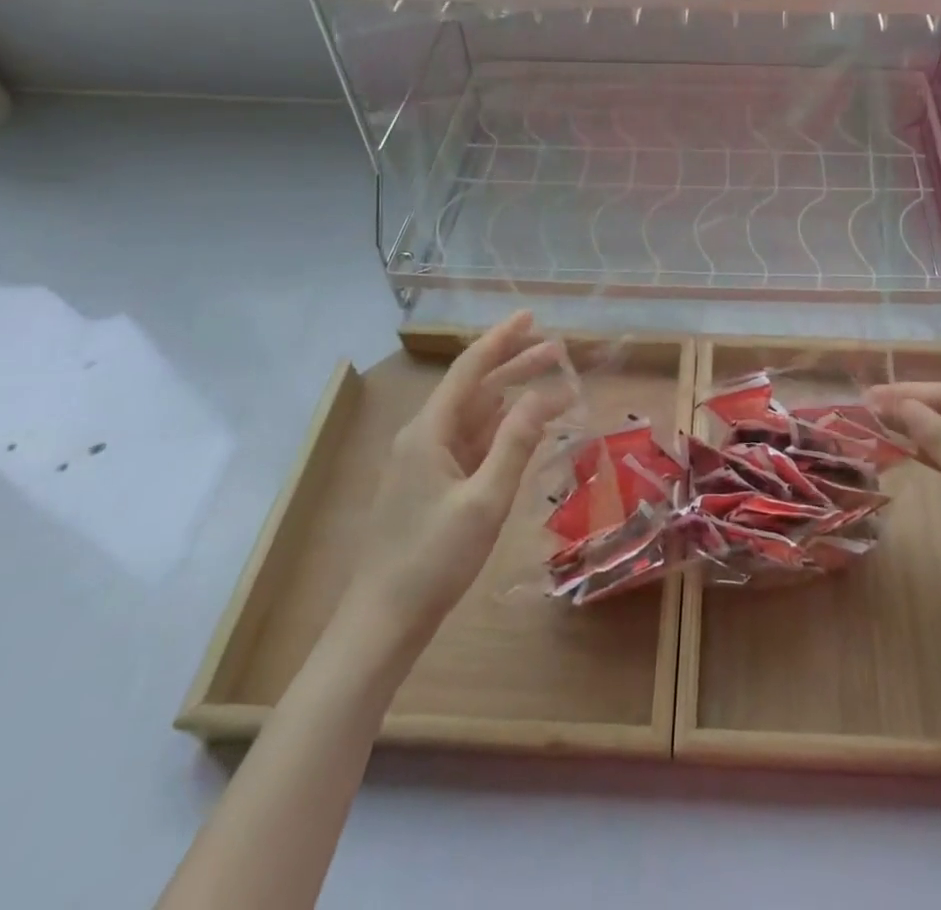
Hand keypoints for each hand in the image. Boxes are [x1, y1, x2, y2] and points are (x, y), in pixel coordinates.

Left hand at [348, 312, 573, 632]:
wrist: (382, 624)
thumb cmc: (433, 560)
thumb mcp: (485, 499)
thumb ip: (517, 442)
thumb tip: (548, 393)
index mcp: (429, 431)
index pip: (470, 368)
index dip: (502, 339)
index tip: (531, 316)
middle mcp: (424, 436)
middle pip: (475, 387)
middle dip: (515, 365)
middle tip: (558, 350)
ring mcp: (426, 462)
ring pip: (475, 414)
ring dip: (512, 396)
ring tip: (551, 381)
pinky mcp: (432, 485)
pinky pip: (472, 442)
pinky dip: (502, 428)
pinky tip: (526, 427)